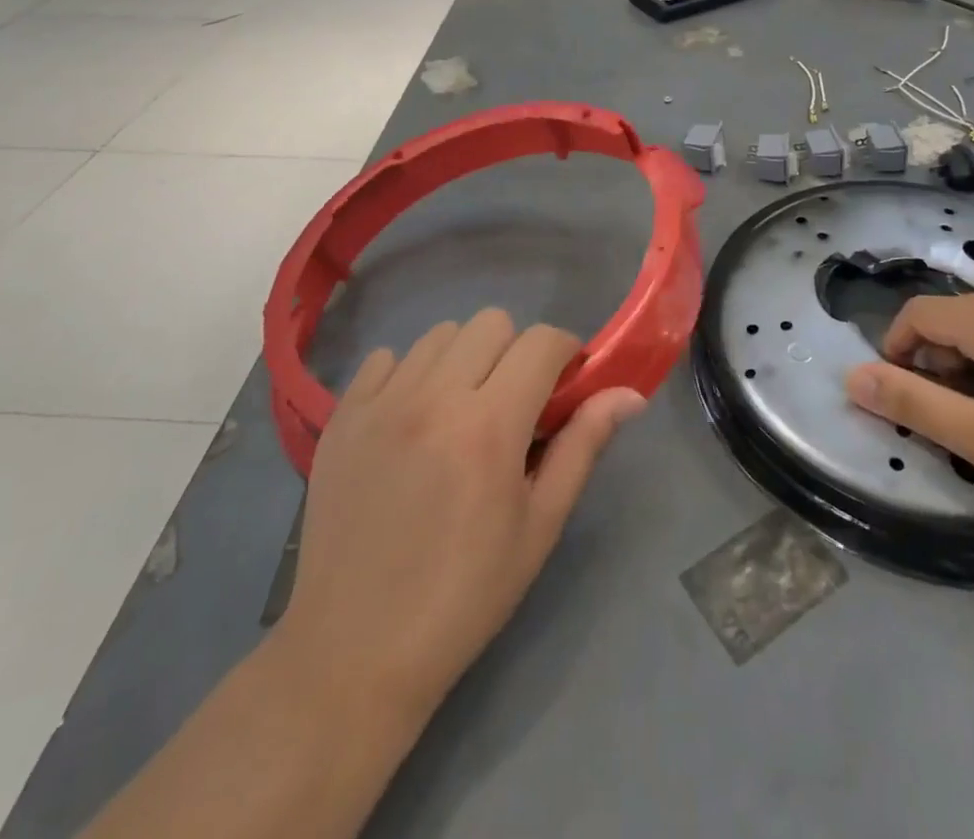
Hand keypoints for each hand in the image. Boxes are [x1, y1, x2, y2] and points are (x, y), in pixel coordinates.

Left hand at [277, 309, 644, 718]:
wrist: (354, 652)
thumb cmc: (465, 595)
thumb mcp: (540, 525)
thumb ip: (584, 445)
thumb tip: (631, 394)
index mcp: (490, 425)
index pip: (542, 341)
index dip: (566, 353)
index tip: (565, 386)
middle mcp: (434, 397)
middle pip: (492, 322)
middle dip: (517, 351)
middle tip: (514, 402)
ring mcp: (381, 403)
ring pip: (440, 334)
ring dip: (464, 358)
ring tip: (461, 409)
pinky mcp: (342, 416)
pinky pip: (385, 358)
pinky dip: (409, 373)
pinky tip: (412, 419)